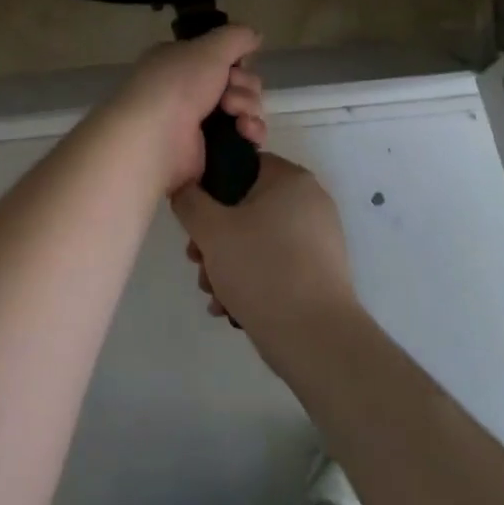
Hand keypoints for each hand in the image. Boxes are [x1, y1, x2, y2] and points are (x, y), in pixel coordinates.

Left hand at [102, 25, 266, 196]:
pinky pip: (243, 136)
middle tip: (229, 95)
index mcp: (180, 62)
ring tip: (236, 116)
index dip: (236, 60)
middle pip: (238, 81)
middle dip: (244, 85)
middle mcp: (187, 90)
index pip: (220, 56)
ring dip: (248, 107)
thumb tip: (255, 35)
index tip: (238, 64)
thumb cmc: (177, 86)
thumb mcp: (208, 49)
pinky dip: (251, 132)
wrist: (156, 140)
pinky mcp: (210, 150)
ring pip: (244, 108)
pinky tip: (246, 133)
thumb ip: (235, 37)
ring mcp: (198, 122)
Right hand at [174, 154, 359, 364]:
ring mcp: (318, 238)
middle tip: (197, 261)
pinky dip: (251, 279)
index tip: (193, 219)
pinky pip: (275, 263)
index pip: (241, 165)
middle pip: (246, 207)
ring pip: (257, 239)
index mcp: (291, 179)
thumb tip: (184, 187)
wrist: (316, 339)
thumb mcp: (211, 231)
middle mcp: (310, 202)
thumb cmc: (262, 270)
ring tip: (213, 292)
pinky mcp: (319, 272)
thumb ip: (189, 200)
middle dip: (214, 237)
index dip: (210, 188)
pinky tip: (230, 306)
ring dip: (227, 263)